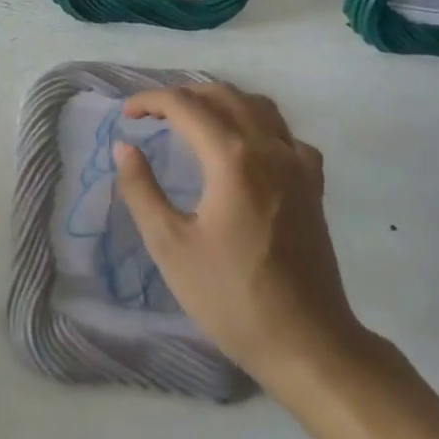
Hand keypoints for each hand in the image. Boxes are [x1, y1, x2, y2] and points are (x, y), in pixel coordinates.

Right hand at [113, 84, 372, 401]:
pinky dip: (257, 125)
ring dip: (220, 102)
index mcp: (232, 158)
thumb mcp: (170, 246)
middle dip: (183, 95)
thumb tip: (124, 148)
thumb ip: (142, 190)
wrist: (308, 343)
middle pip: (223, 96)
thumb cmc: (231, 297)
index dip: (150, 101)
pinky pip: (285, 134)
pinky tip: (245, 148)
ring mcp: (298, 165)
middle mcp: (269, 148)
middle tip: (152, 115)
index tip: (126, 115)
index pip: (185, 106)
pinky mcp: (314, 186)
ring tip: (193, 119)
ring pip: (258, 107)